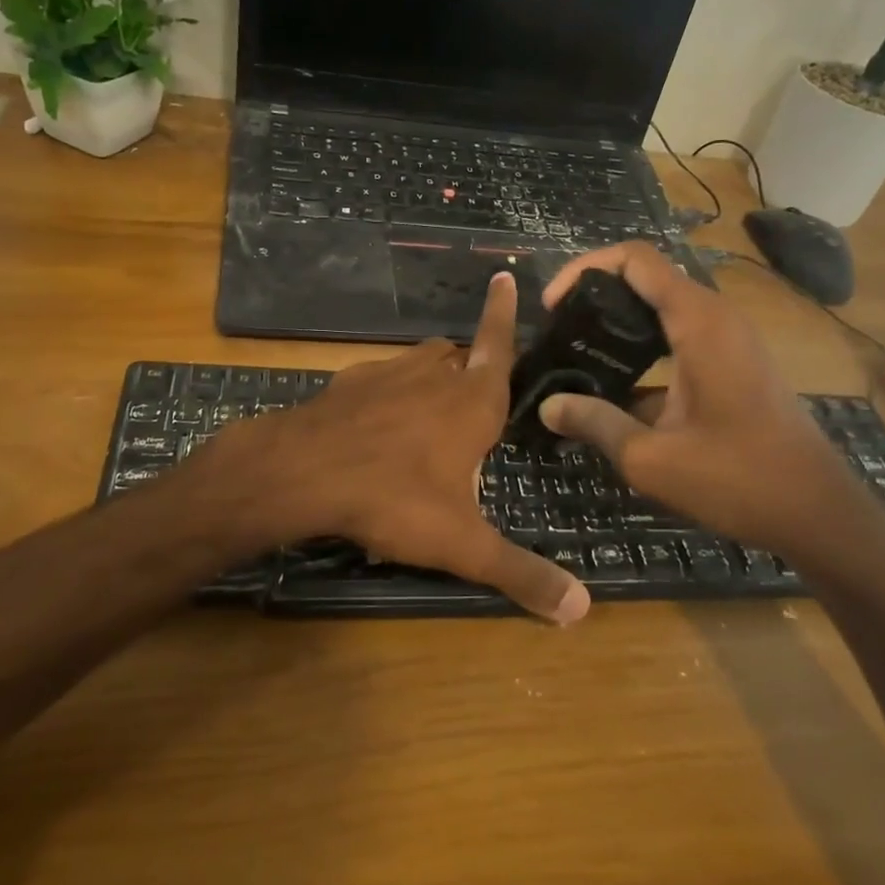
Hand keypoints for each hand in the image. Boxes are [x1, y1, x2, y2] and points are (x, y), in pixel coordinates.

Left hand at [204, 272, 589, 624]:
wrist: (303, 472)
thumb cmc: (394, 498)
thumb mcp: (461, 544)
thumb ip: (520, 573)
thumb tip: (581, 610)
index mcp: (472, 401)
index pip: (498, 344)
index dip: (503, 311)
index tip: (502, 274)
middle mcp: (433, 375)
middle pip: (459, 355)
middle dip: (470, 367)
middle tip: (475, 400)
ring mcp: (386, 373)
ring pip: (420, 361)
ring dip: (431, 376)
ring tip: (429, 413)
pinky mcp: (348, 383)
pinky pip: (380, 378)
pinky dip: (388, 392)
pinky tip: (376, 425)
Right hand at [536, 242, 865, 562]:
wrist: (819, 514)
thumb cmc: (738, 479)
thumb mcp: (651, 458)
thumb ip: (595, 424)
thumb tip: (547, 406)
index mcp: (698, 322)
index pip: (636, 259)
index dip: (585, 268)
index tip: (553, 306)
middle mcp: (716, 318)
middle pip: (647, 278)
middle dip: (597, 294)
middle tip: (559, 330)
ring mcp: (730, 340)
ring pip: (663, 308)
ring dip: (620, 322)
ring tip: (578, 355)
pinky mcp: (735, 364)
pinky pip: (680, 335)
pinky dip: (644, 347)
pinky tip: (616, 389)